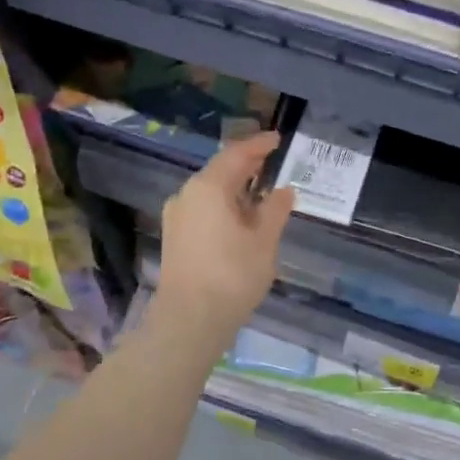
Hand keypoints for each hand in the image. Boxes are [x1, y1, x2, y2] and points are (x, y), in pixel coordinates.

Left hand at [154, 131, 295, 341]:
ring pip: (210, 192)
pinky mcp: (175, 237)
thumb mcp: (264, 241)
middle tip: (272, 162)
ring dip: (235, 188)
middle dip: (247, 166)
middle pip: (220, 171)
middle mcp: (187, 195)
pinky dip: (224, 206)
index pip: (236, 154)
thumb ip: (275, 210)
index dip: (259, 145)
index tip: (277, 139)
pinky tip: (242, 218)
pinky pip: (203, 209)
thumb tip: (284, 190)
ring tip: (262, 192)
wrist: (189, 321)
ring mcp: (177, 217)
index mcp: (208, 187)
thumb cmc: (232, 276)